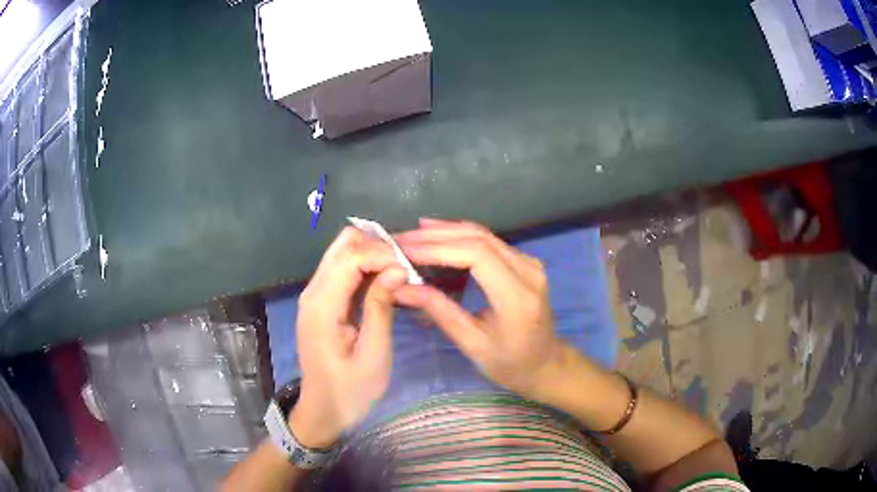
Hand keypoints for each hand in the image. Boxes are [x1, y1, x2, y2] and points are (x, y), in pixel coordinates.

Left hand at [290, 227, 406, 448]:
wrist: (323, 410)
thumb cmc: (351, 391)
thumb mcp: (374, 355)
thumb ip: (381, 308)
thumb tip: (397, 269)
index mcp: (322, 306)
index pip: (351, 257)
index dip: (383, 255)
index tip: (411, 271)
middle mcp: (313, 291)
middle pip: (343, 244)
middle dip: (378, 247)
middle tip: (407, 268)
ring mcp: (314, 294)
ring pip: (342, 252)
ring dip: (372, 254)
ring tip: (400, 272)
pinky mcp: (320, 301)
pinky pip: (342, 268)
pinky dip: (365, 267)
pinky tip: (385, 281)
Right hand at [394, 218, 565, 398]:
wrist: (545, 363)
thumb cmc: (510, 363)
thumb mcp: (473, 344)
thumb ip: (440, 312)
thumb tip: (401, 288)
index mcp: (517, 297)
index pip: (477, 255)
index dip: (438, 248)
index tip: (405, 251)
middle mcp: (528, 272)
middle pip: (479, 238)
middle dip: (436, 236)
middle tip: (401, 239)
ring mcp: (529, 263)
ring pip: (484, 235)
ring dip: (446, 232)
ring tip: (413, 234)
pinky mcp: (525, 262)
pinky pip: (490, 241)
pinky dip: (461, 237)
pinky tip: (438, 236)